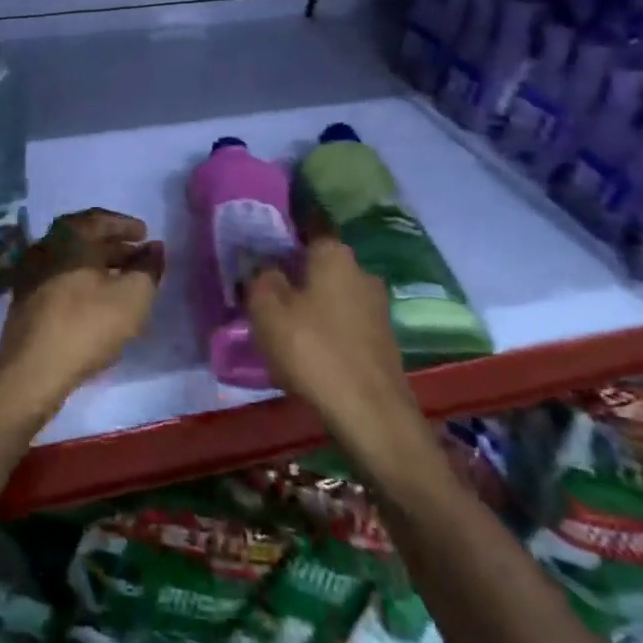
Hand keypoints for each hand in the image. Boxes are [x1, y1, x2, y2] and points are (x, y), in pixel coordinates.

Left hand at [0, 209, 164, 422]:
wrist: (33, 369)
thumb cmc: (87, 324)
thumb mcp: (133, 296)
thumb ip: (149, 268)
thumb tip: (155, 248)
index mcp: (68, 235)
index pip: (100, 219)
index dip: (125, 225)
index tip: (145, 234)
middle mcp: (44, 245)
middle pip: (84, 238)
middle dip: (114, 246)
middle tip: (138, 257)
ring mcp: (30, 272)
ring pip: (71, 260)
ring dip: (98, 265)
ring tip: (122, 281)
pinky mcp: (24, 299)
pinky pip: (59, 278)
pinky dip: (81, 281)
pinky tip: (96, 300)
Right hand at [243, 236, 419, 437]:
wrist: (371, 414)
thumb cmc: (312, 349)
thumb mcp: (266, 309)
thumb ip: (259, 277)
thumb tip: (262, 264)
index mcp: (334, 253)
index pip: (306, 227)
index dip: (281, 236)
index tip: (259, 250)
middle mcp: (361, 271)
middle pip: (319, 264)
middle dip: (294, 274)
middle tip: (264, 293)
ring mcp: (377, 307)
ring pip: (332, 295)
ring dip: (310, 305)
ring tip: (282, 326)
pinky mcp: (383, 340)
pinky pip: (344, 323)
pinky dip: (326, 330)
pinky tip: (309, 351)